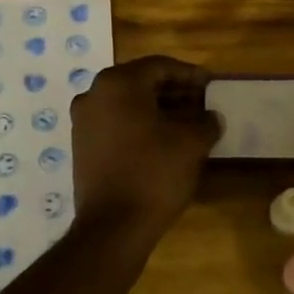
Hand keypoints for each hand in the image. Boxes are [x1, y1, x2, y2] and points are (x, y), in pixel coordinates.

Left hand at [71, 56, 220, 233]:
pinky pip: (116, 124)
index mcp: (118, 83)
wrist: (113, 227)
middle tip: (202, 103)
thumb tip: (211, 117)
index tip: (211, 84)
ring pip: (128, 105)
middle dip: (174, 92)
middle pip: (141, 83)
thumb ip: (206, 122)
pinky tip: (164, 142)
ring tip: (188, 124)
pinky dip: (140, 126)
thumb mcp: (191, 143)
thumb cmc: (154, 173)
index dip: (190, 74)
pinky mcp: (81, 147)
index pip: (160, 66)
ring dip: (158, 110)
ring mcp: (83, 121)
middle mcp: (94, 94)